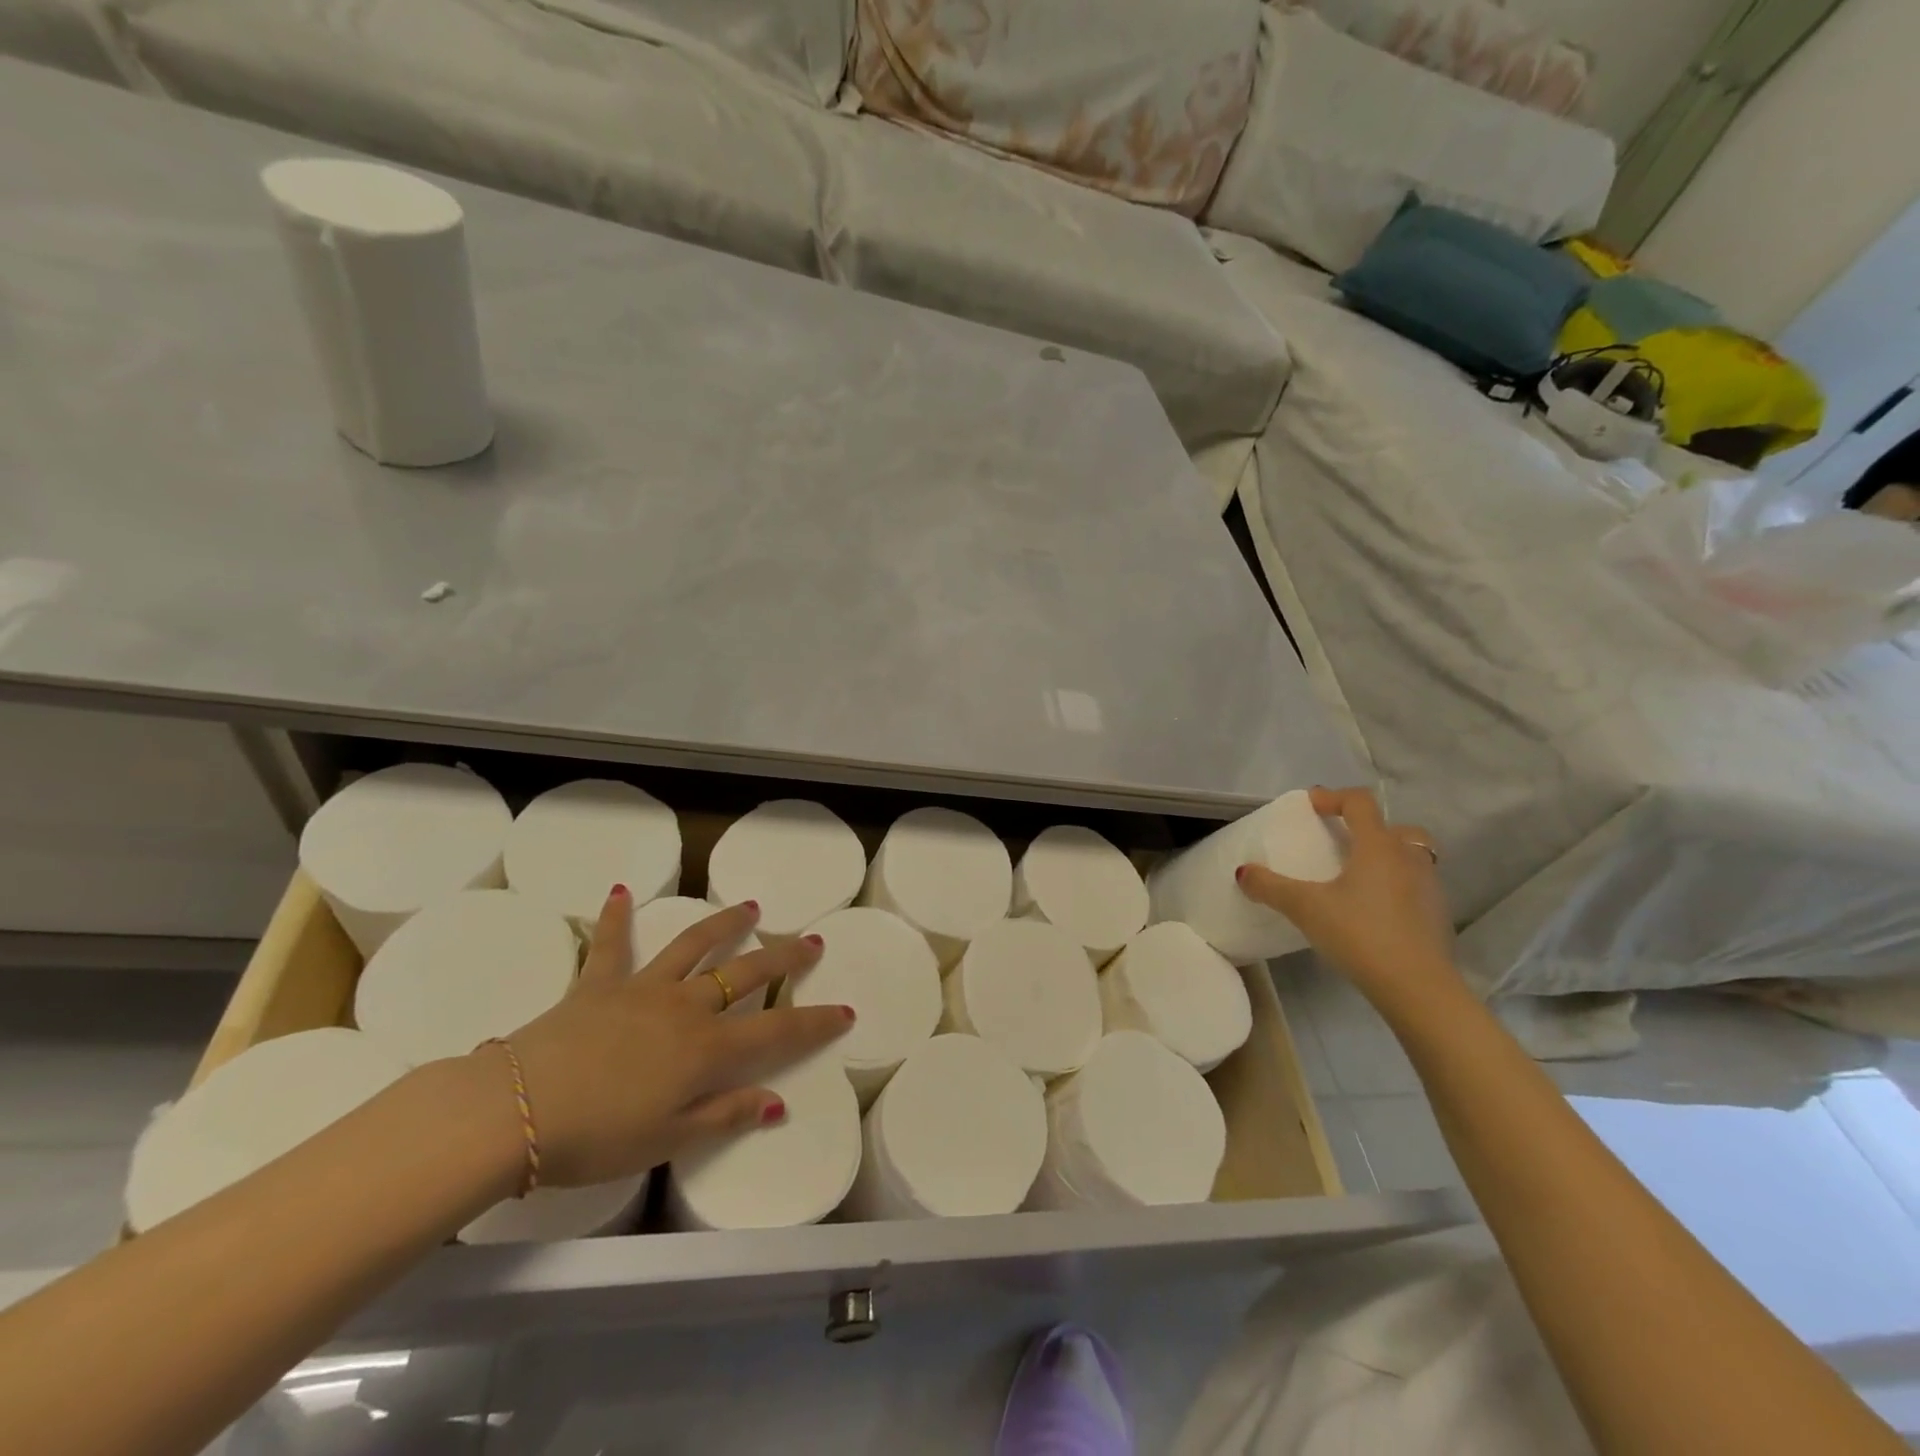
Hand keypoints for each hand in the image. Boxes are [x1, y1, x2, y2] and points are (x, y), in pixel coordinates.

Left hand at [480, 888, 853, 1188]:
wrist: (514, 1111)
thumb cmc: (596, 1137)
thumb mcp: (668, 1140)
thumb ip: (724, 1115)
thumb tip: (777, 1104)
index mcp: (706, 1049)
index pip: (778, 1032)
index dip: (816, 1022)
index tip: (846, 1010)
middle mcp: (685, 1007)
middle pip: (746, 974)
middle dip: (784, 957)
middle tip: (811, 941)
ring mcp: (643, 989)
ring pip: (694, 946)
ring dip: (725, 925)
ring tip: (750, 907)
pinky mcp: (599, 983)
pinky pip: (611, 945)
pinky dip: (616, 918)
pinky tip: (619, 892)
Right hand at [1236, 787, 1456, 1009]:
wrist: (1419, 989)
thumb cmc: (1360, 934)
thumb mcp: (1305, 908)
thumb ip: (1271, 887)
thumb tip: (1242, 871)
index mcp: (1378, 846)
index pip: (1360, 803)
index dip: (1333, 797)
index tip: (1311, 804)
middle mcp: (1409, 859)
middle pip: (1396, 828)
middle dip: (1370, 828)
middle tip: (1344, 843)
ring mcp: (1429, 888)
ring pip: (1410, 858)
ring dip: (1385, 858)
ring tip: (1356, 878)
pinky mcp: (1437, 917)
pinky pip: (1415, 887)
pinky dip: (1395, 887)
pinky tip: (1372, 911)